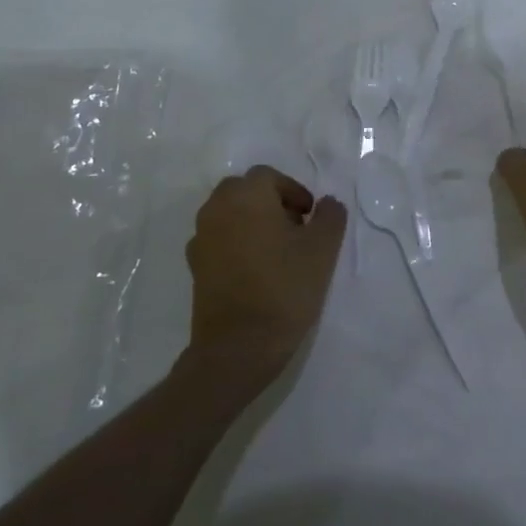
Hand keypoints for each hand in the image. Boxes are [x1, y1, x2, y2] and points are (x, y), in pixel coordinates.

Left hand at [187, 166, 345, 387]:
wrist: (238, 348)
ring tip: (277, 252)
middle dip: (270, 202)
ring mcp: (201, 239)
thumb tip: (327, 204)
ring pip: (229, 214)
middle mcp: (216, 209)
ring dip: (252, 222)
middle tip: (294, 229)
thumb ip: (330, 216)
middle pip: (244, 191)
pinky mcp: (195, 267)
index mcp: (246, 196)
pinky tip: (256, 271)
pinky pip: (219, 239)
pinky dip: (236, 243)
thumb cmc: (284, 288)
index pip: (269, 176)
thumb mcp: (323, 249)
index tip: (310, 217)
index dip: (294, 191)